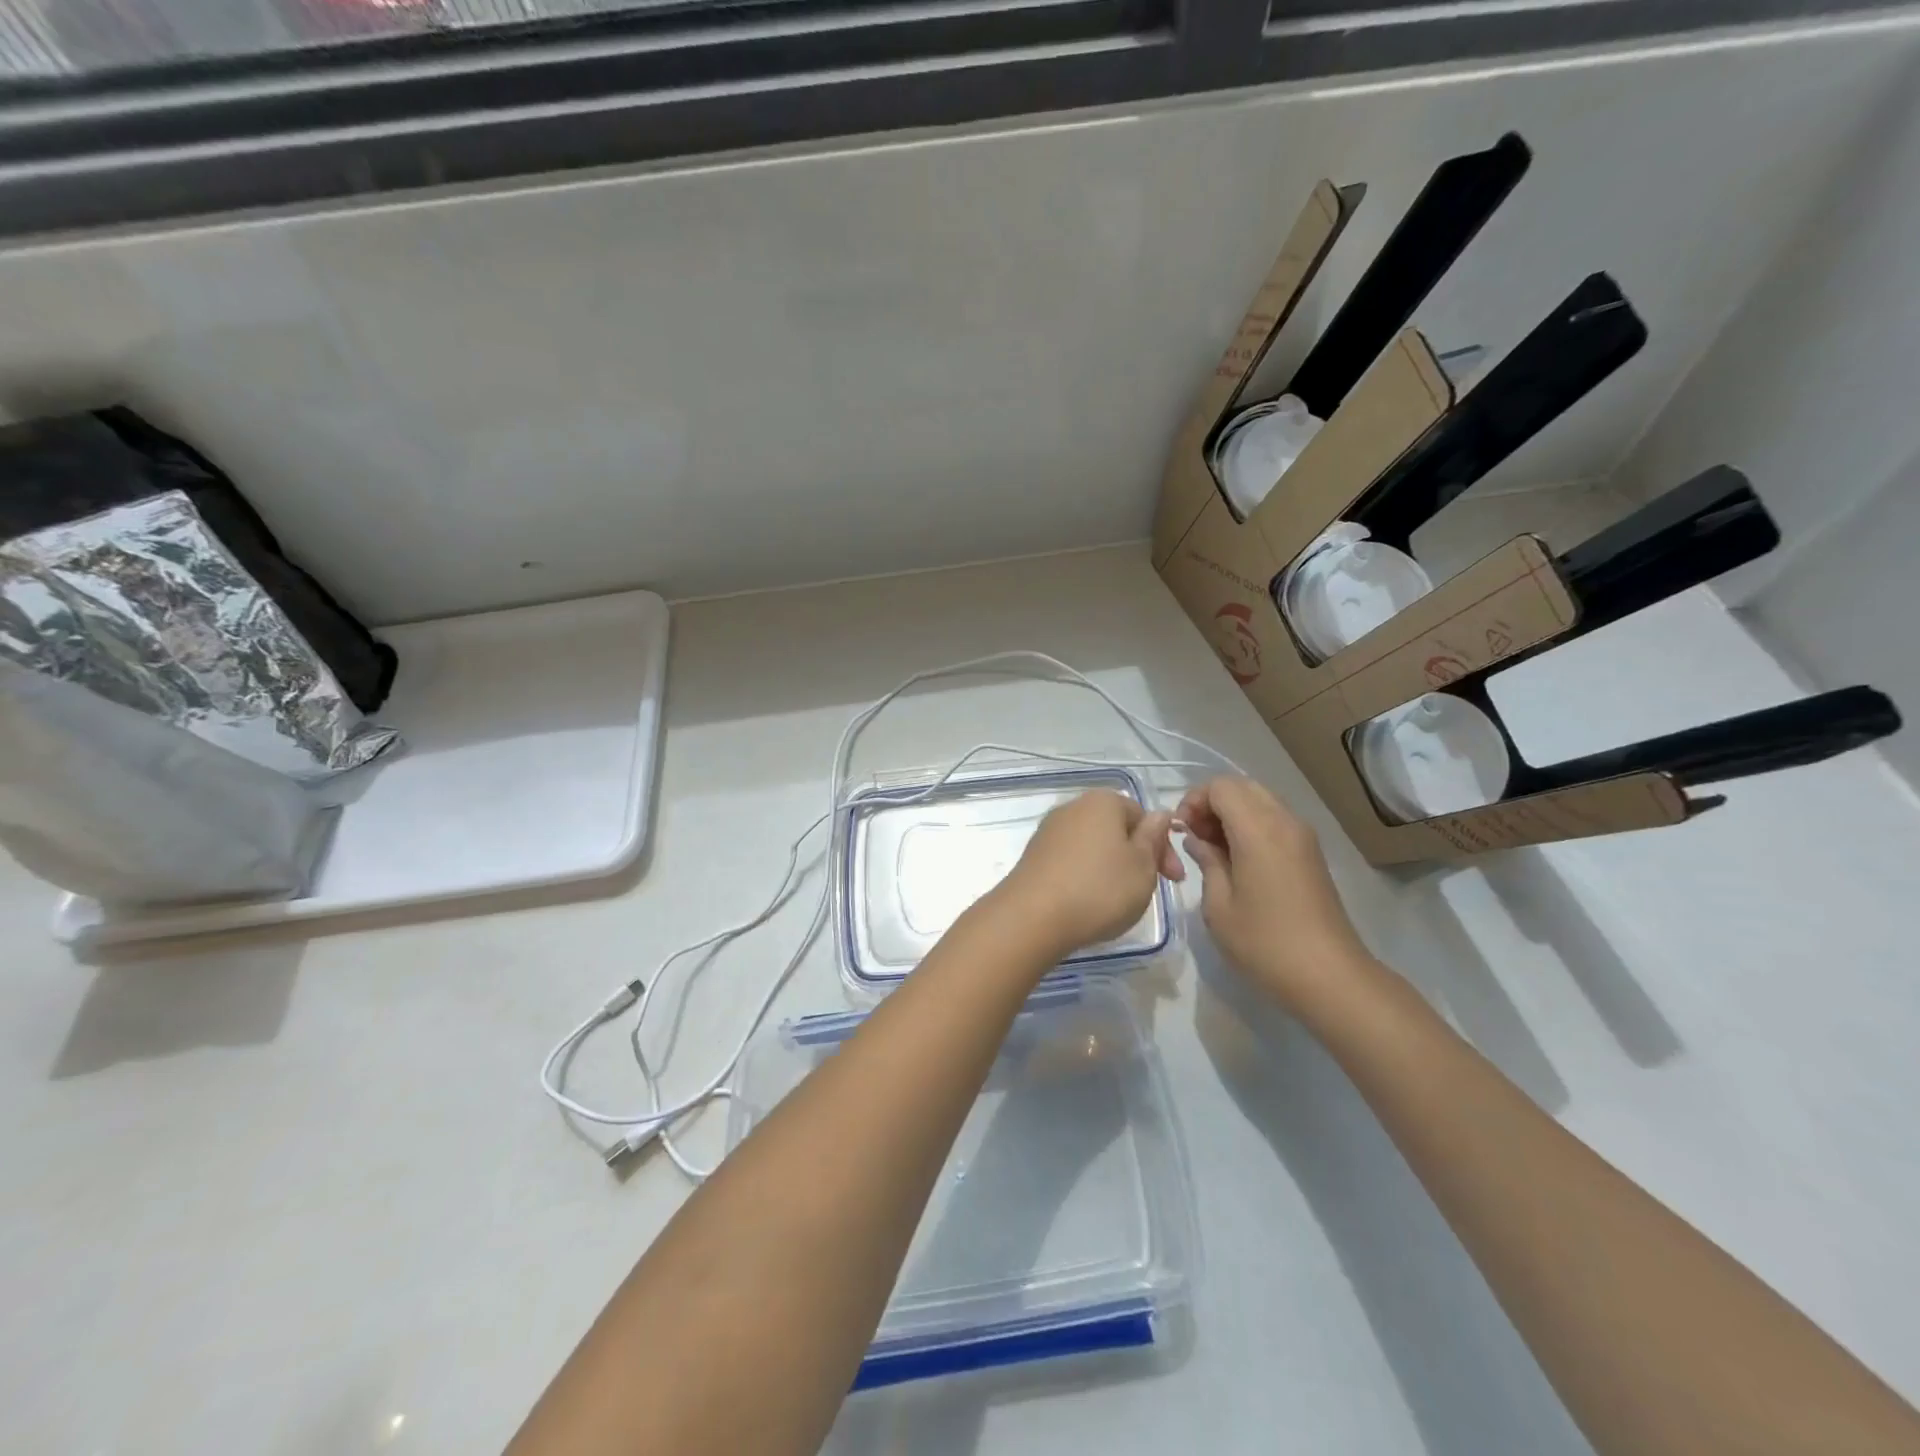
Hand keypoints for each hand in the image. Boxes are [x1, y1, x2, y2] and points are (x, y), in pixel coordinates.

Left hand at [995, 790, 1180, 957]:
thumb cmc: (1099, 888)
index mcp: (1103, 801)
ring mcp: (1049, 831)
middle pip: (1116, 829)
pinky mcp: (1034, 856)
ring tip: (1119, 900)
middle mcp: (1073, 807)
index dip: (1163, 847)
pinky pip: (1071, 861)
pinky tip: (1089, 902)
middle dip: (1137, 857)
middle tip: (1148, 891)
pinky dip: (1086, 877)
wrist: (1032, 917)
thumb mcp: (1143, 866)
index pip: (1143, 815)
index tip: (1173, 880)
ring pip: (1094, 846)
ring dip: (1111, 868)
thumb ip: (1154, 838)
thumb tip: (1159, 814)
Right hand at [1175, 776, 1370, 1012]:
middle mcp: (1285, 822)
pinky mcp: (1311, 853)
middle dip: (1212, 803)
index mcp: (1259, 830)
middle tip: (1195, 837)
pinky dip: (1251, 826)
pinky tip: (1238, 860)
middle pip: (1242, 786)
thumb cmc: (1264, 943)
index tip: (1181, 831)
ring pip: (1260, 801)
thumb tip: (1198, 840)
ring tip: (1214, 850)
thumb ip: (1206, 861)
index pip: (1221, 786)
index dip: (1194, 800)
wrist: (1329, 976)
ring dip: (1232, 814)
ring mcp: (1302, 837)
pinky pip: (1274, 820)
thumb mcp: (1218, 905)